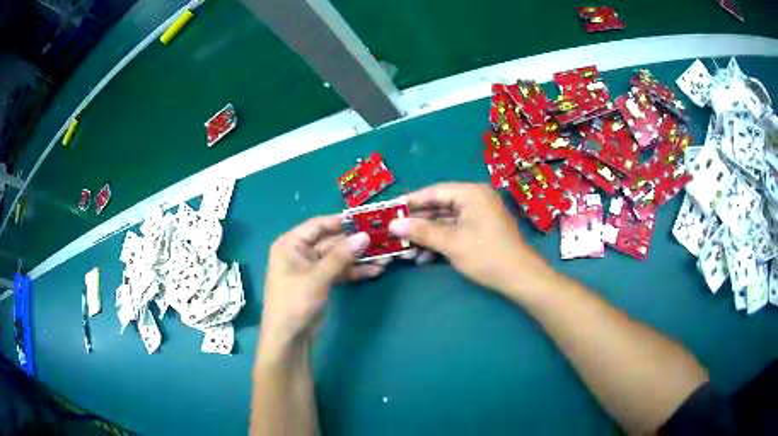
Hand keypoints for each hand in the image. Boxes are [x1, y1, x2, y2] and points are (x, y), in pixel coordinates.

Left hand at [261, 215, 382, 346]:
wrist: (288, 337)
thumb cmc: (295, 302)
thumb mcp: (318, 277)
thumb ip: (341, 256)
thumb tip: (365, 236)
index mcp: (291, 244)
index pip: (318, 225)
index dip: (341, 221)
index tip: (367, 219)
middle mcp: (300, 251)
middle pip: (331, 241)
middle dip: (356, 243)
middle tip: (382, 239)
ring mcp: (311, 267)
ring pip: (338, 258)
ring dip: (359, 258)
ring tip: (385, 257)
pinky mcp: (320, 282)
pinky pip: (339, 271)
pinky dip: (354, 271)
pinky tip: (375, 271)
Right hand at [389, 183, 552, 296]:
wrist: (519, 277)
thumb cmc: (486, 255)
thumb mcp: (451, 243)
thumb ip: (421, 231)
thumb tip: (393, 225)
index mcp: (471, 193)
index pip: (434, 192)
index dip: (411, 201)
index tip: (390, 210)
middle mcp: (476, 199)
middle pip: (440, 206)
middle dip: (418, 221)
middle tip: (394, 231)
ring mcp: (479, 215)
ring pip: (446, 220)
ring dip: (427, 234)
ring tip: (405, 247)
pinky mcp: (481, 229)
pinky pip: (455, 230)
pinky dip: (441, 240)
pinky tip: (424, 255)